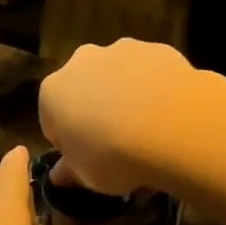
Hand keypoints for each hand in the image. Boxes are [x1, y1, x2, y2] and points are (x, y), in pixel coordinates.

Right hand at [38, 40, 217, 196]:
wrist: (173, 125)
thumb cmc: (115, 155)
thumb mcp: (87, 177)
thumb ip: (70, 171)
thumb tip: (60, 175)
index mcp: (54, 91)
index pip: (52, 119)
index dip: (69, 142)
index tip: (87, 159)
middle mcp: (82, 61)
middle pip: (84, 88)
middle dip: (95, 109)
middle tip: (116, 142)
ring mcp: (122, 49)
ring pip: (118, 74)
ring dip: (125, 94)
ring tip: (147, 129)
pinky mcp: (156, 48)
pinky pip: (150, 71)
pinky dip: (154, 87)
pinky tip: (169, 113)